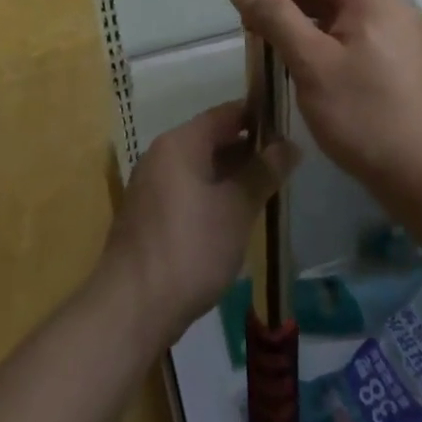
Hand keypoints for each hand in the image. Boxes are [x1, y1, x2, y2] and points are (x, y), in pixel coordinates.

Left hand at [101, 102, 295, 345]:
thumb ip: (263, 173)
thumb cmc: (191, 248)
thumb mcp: (236, 208)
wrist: (132, 308)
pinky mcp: (148, 216)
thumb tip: (290, 145)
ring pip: (200, 167)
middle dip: (247, 149)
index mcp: (180, 143)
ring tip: (267, 190)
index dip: (258, 117)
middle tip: (285, 163)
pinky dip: (212, 195)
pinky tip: (234, 217)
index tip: (289, 126)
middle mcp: (161, 155)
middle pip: (211, 139)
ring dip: (231, 175)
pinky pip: (187, 190)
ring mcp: (151, 186)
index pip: (226, 114)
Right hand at [229, 0, 421, 196]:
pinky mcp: (400, 62)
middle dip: (288, 1)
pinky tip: (305, 66)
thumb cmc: (363, 113)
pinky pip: (355, 37)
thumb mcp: (311, 62)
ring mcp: (399, 34)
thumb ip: (276, 18)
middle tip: (250, 23)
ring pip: (341, 16)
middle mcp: (389, 6)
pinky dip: (327, 42)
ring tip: (271, 45)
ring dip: (305, 25)